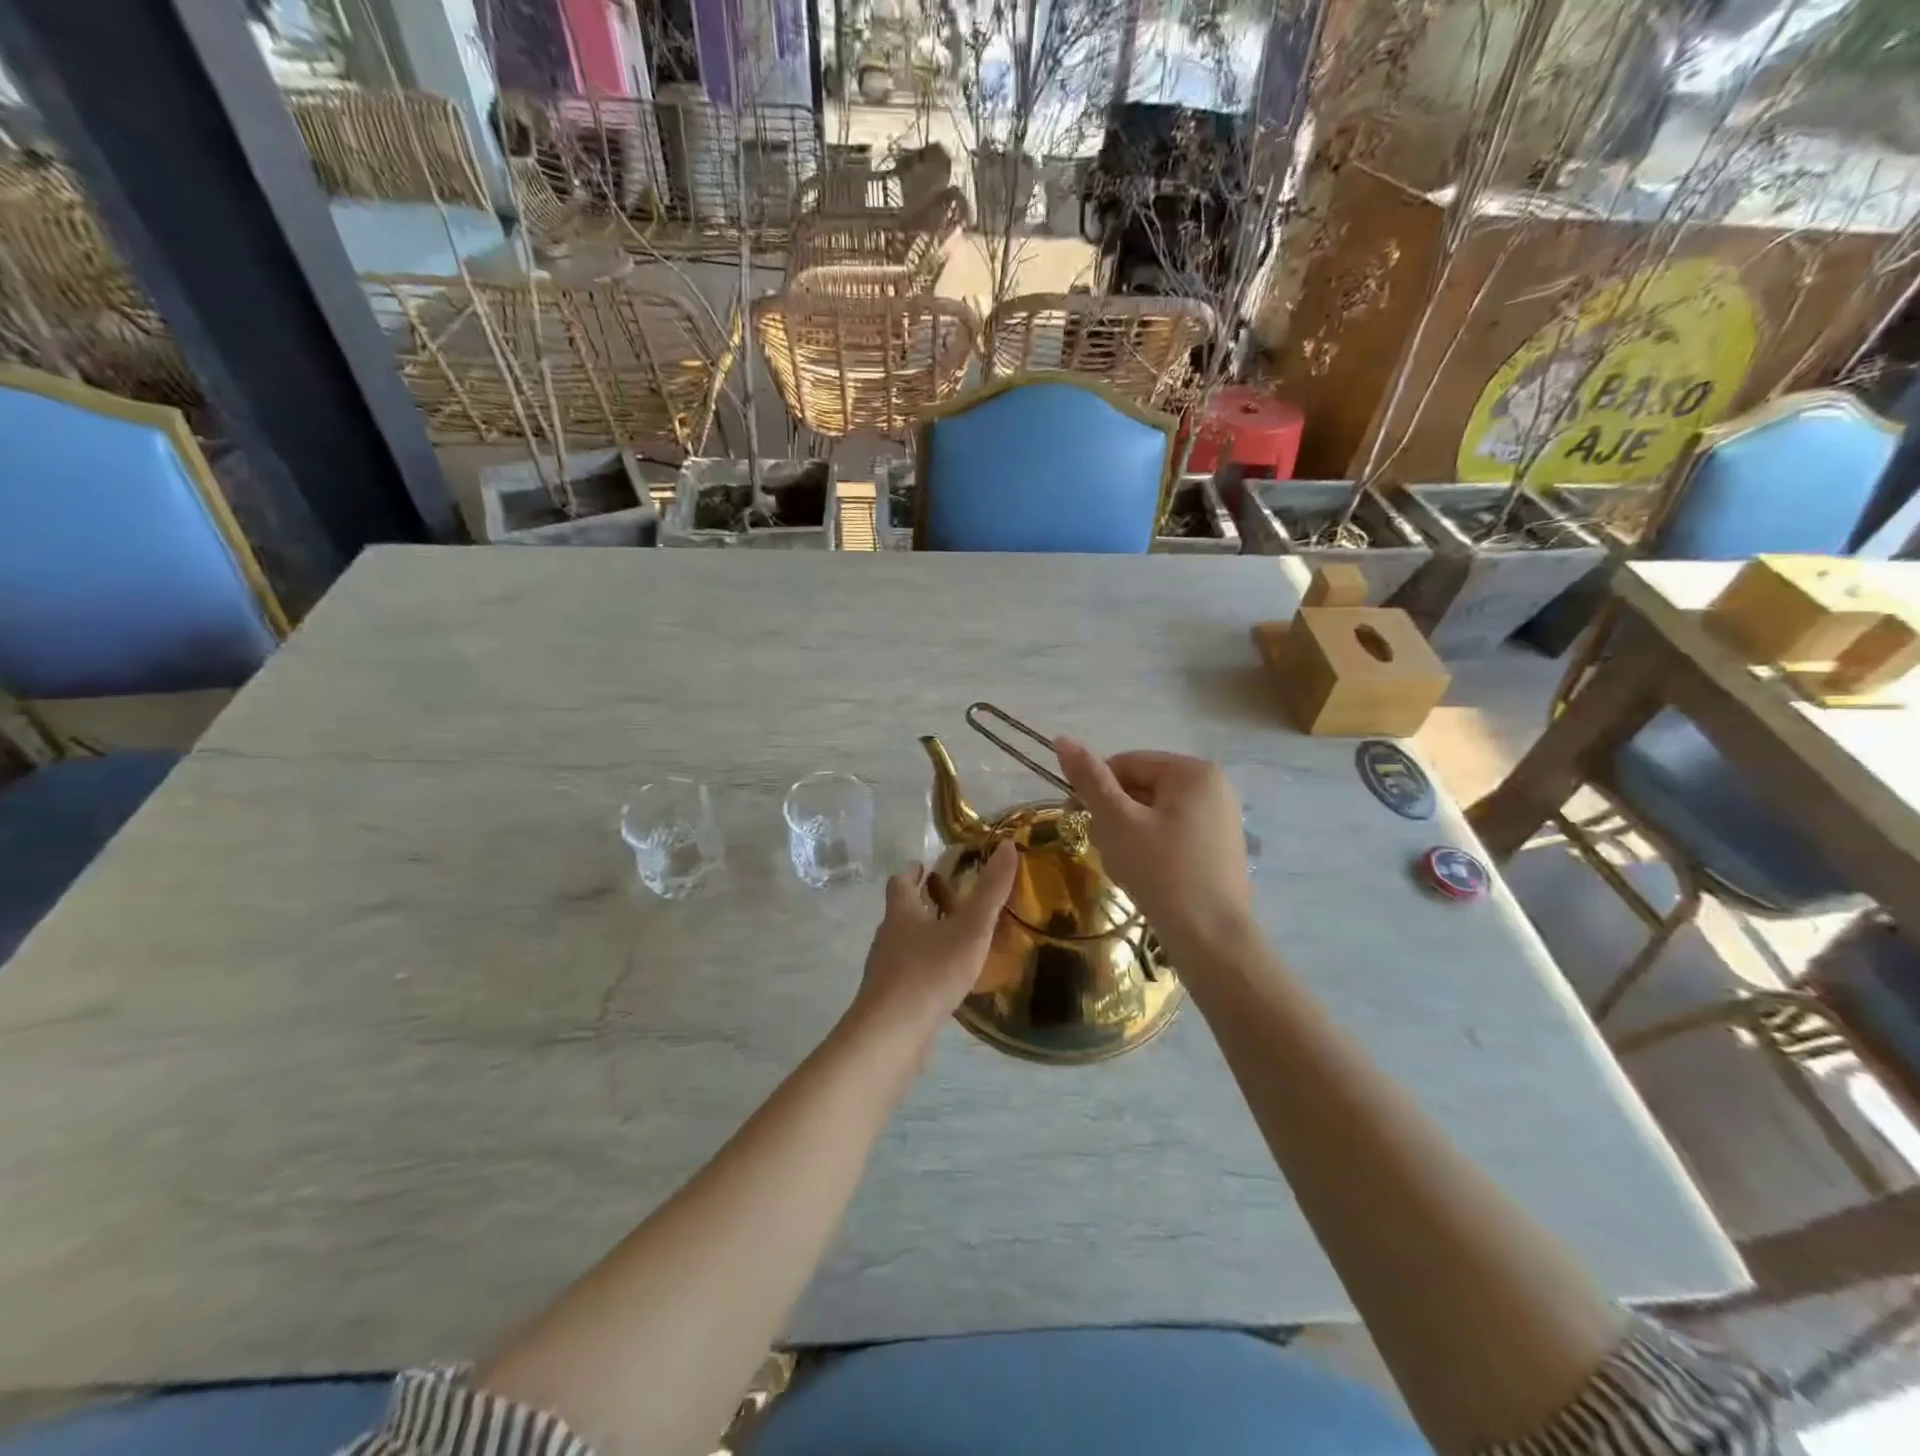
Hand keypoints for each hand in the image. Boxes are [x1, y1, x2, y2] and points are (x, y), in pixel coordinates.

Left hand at [846, 841, 1018, 1052]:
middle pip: (900, 912)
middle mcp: (887, 937)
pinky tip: (945, 982)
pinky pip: (908, 975)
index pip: (900, 882)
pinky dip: (924, 969)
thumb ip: (990, 890)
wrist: (891, 1034)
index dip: (912, 871)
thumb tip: (1006, 845)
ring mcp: (884, 970)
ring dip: (924, 937)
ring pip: (903, 944)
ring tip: (954, 941)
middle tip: (951, 901)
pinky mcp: (888, 1000)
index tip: (925, 866)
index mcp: (901, 912)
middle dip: (922, 904)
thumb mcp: (970, 928)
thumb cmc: (930, 972)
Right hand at [1054, 738, 1251, 956]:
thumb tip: (1061, 738)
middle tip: (1108, 850)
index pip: (1126, 763)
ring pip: (1154, 813)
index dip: (1098, 791)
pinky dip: (1151, 848)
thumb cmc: (1161, 873)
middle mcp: (1214, 786)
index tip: (1084, 822)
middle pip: (1142, 787)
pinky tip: (1146, 876)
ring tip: (1126, 867)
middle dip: (1116, 816)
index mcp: (1193, 771)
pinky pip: (1172, 833)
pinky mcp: (1219, 847)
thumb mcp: (1117, 822)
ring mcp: (1221, 818)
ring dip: (1129, 834)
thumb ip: (1090, 779)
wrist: (1212, 940)